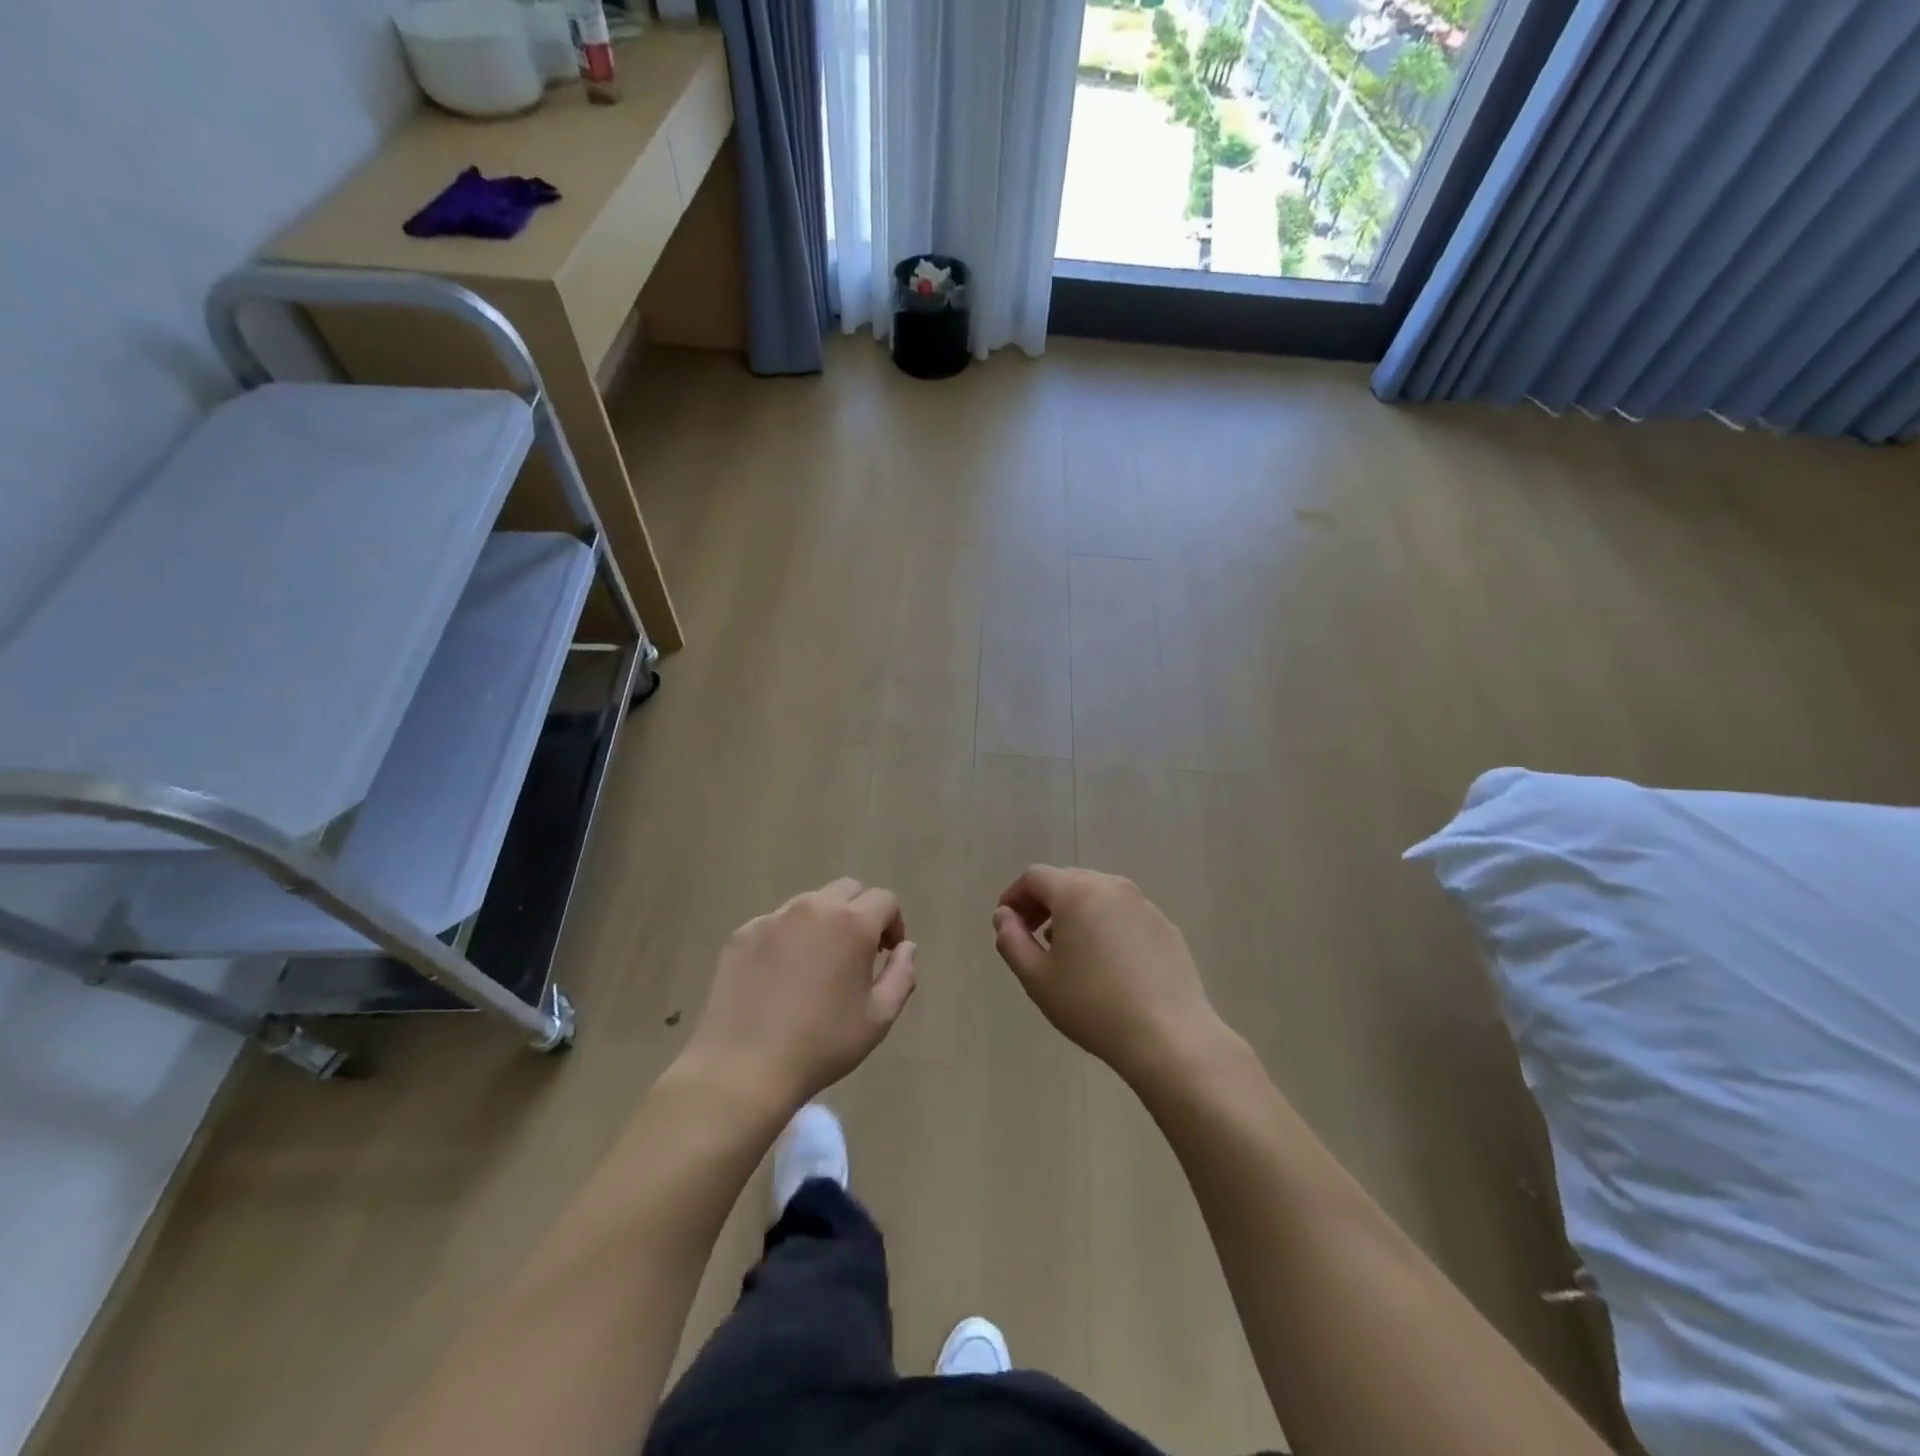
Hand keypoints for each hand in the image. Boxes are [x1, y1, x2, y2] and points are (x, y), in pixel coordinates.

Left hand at [682, 878, 916, 1112]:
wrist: (743, 1068)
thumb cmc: (822, 1045)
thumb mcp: (879, 1017)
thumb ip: (902, 974)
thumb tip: (906, 947)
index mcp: (852, 923)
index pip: (885, 900)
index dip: (894, 924)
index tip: (887, 954)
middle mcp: (813, 908)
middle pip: (848, 890)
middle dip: (861, 913)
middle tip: (858, 952)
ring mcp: (773, 918)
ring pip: (810, 903)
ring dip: (824, 922)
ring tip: (818, 964)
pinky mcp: (742, 934)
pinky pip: (776, 923)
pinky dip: (788, 938)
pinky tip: (781, 977)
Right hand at [993, 865, 1223, 1086]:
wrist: (1168, 1037)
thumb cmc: (1093, 1006)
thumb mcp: (1037, 978)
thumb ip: (1011, 940)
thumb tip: (1004, 916)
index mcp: (1077, 892)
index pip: (1035, 877)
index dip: (1014, 896)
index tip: (1006, 924)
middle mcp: (1112, 886)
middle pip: (1067, 881)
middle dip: (1043, 903)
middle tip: (1032, 936)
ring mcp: (1144, 905)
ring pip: (1097, 896)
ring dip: (1075, 913)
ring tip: (1068, 951)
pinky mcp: (1165, 926)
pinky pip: (1124, 914)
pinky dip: (1105, 925)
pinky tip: (1107, 964)